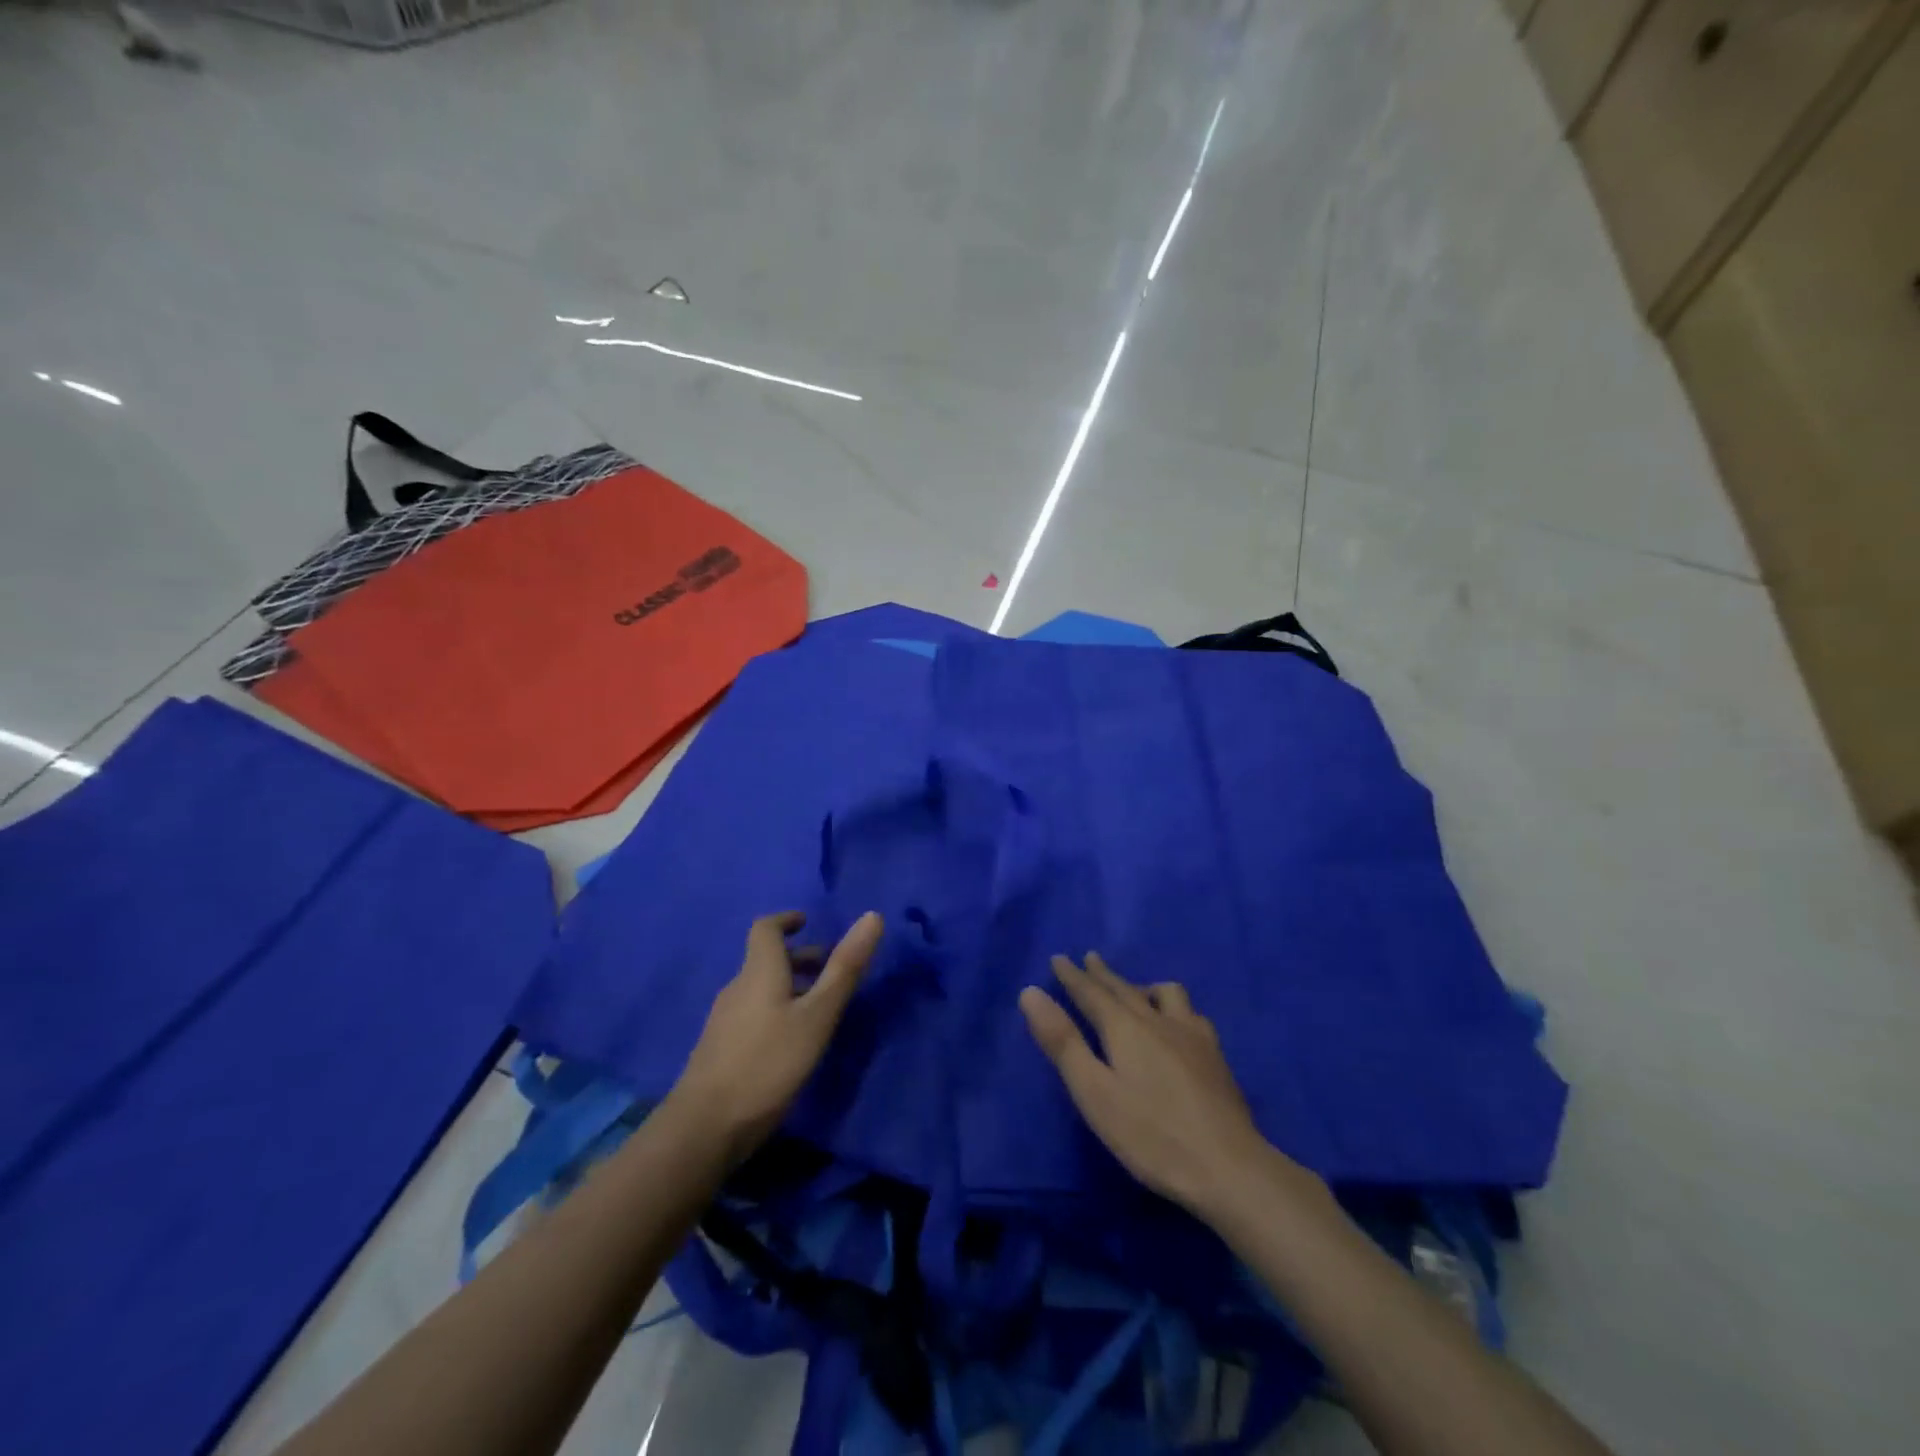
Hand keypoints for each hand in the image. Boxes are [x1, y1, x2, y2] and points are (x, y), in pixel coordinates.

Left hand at [667, 910, 881, 1164]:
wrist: (704, 1127)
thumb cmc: (768, 1063)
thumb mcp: (817, 1016)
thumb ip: (844, 968)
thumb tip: (873, 915)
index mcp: (759, 971)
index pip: (766, 928)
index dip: (786, 920)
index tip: (808, 922)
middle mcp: (737, 987)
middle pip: (766, 960)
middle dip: (799, 958)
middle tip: (831, 970)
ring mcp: (724, 1020)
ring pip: (761, 989)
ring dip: (790, 987)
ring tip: (820, 1008)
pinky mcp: (720, 1049)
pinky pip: (753, 1013)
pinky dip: (776, 1010)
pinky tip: (792, 1041)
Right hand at [1021, 953, 1294, 1218]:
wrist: (1228, 1167)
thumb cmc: (1151, 1135)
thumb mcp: (1094, 1092)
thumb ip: (1062, 1042)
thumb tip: (1031, 992)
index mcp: (1125, 1028)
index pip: (1092, 993)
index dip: (1072, 976)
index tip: (1058, 958)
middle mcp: (1158, 1020)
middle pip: (1125, 989)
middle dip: (1103, 974)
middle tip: (1089, 959)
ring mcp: (1192, 1035)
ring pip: (1166, 994)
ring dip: (1144, 986)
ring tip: (1137, 992)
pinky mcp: (1215, 1056)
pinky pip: (1191, 1014)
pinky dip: (1174, 1008)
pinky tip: (1180, 1024)